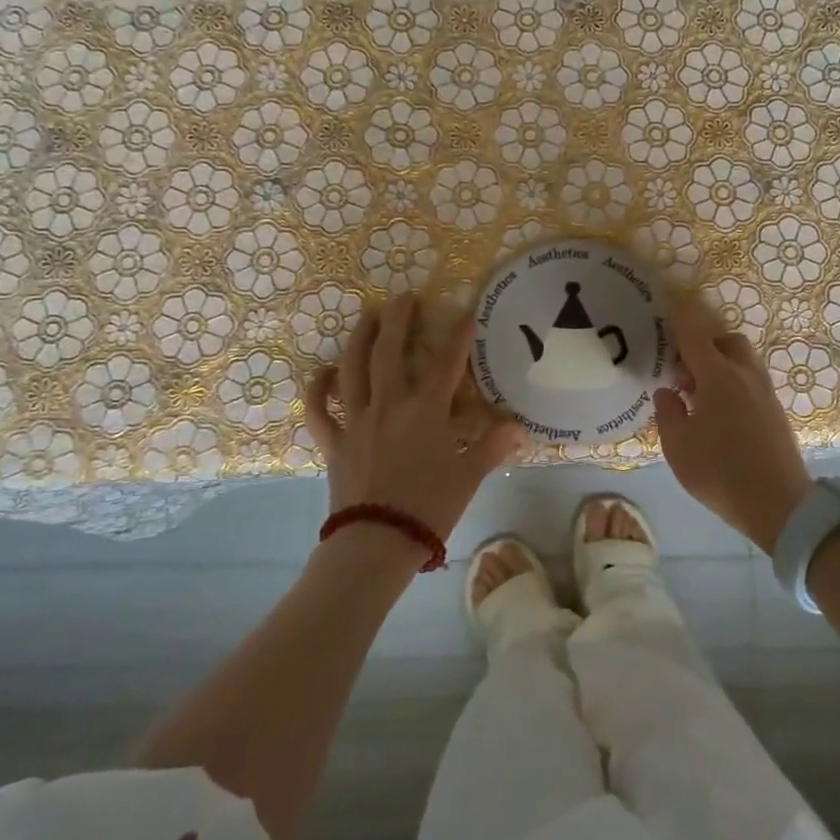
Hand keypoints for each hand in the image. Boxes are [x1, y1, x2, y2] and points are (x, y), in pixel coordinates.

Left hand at [305, 293, 529, 542]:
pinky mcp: (334, 441)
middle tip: (404, 297)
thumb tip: (520, 428)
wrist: (376, 542)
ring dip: (359, 338)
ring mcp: (357, 421)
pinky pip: (319, 410)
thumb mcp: (469, 476)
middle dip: (398, 320)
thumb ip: (493, 446)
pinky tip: (324, 372)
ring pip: (353, 369)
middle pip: (390, 352)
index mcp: (426, 412)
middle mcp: (389, 405)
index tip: (466, 313)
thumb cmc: (429, 507)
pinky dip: (318, 389)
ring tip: (368, 316)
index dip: (458, 337)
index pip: (446, 364)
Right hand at [653, 300, 811, 554]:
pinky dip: (732, 381)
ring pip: (741, 360)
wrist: (780, 506)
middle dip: (703, 345)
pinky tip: (717, 411)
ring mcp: (765, 392)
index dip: (679, 319)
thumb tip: (667, 391)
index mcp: (718, 377)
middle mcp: (745, 376)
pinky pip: (749, 380)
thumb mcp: (678, 447)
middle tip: (682, 370)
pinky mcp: (775, 411)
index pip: (694, 336)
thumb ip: (668, 413)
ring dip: (719, 364)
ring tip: (697, 395)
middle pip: (726, 341)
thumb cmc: (721, 473)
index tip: (668, 305)